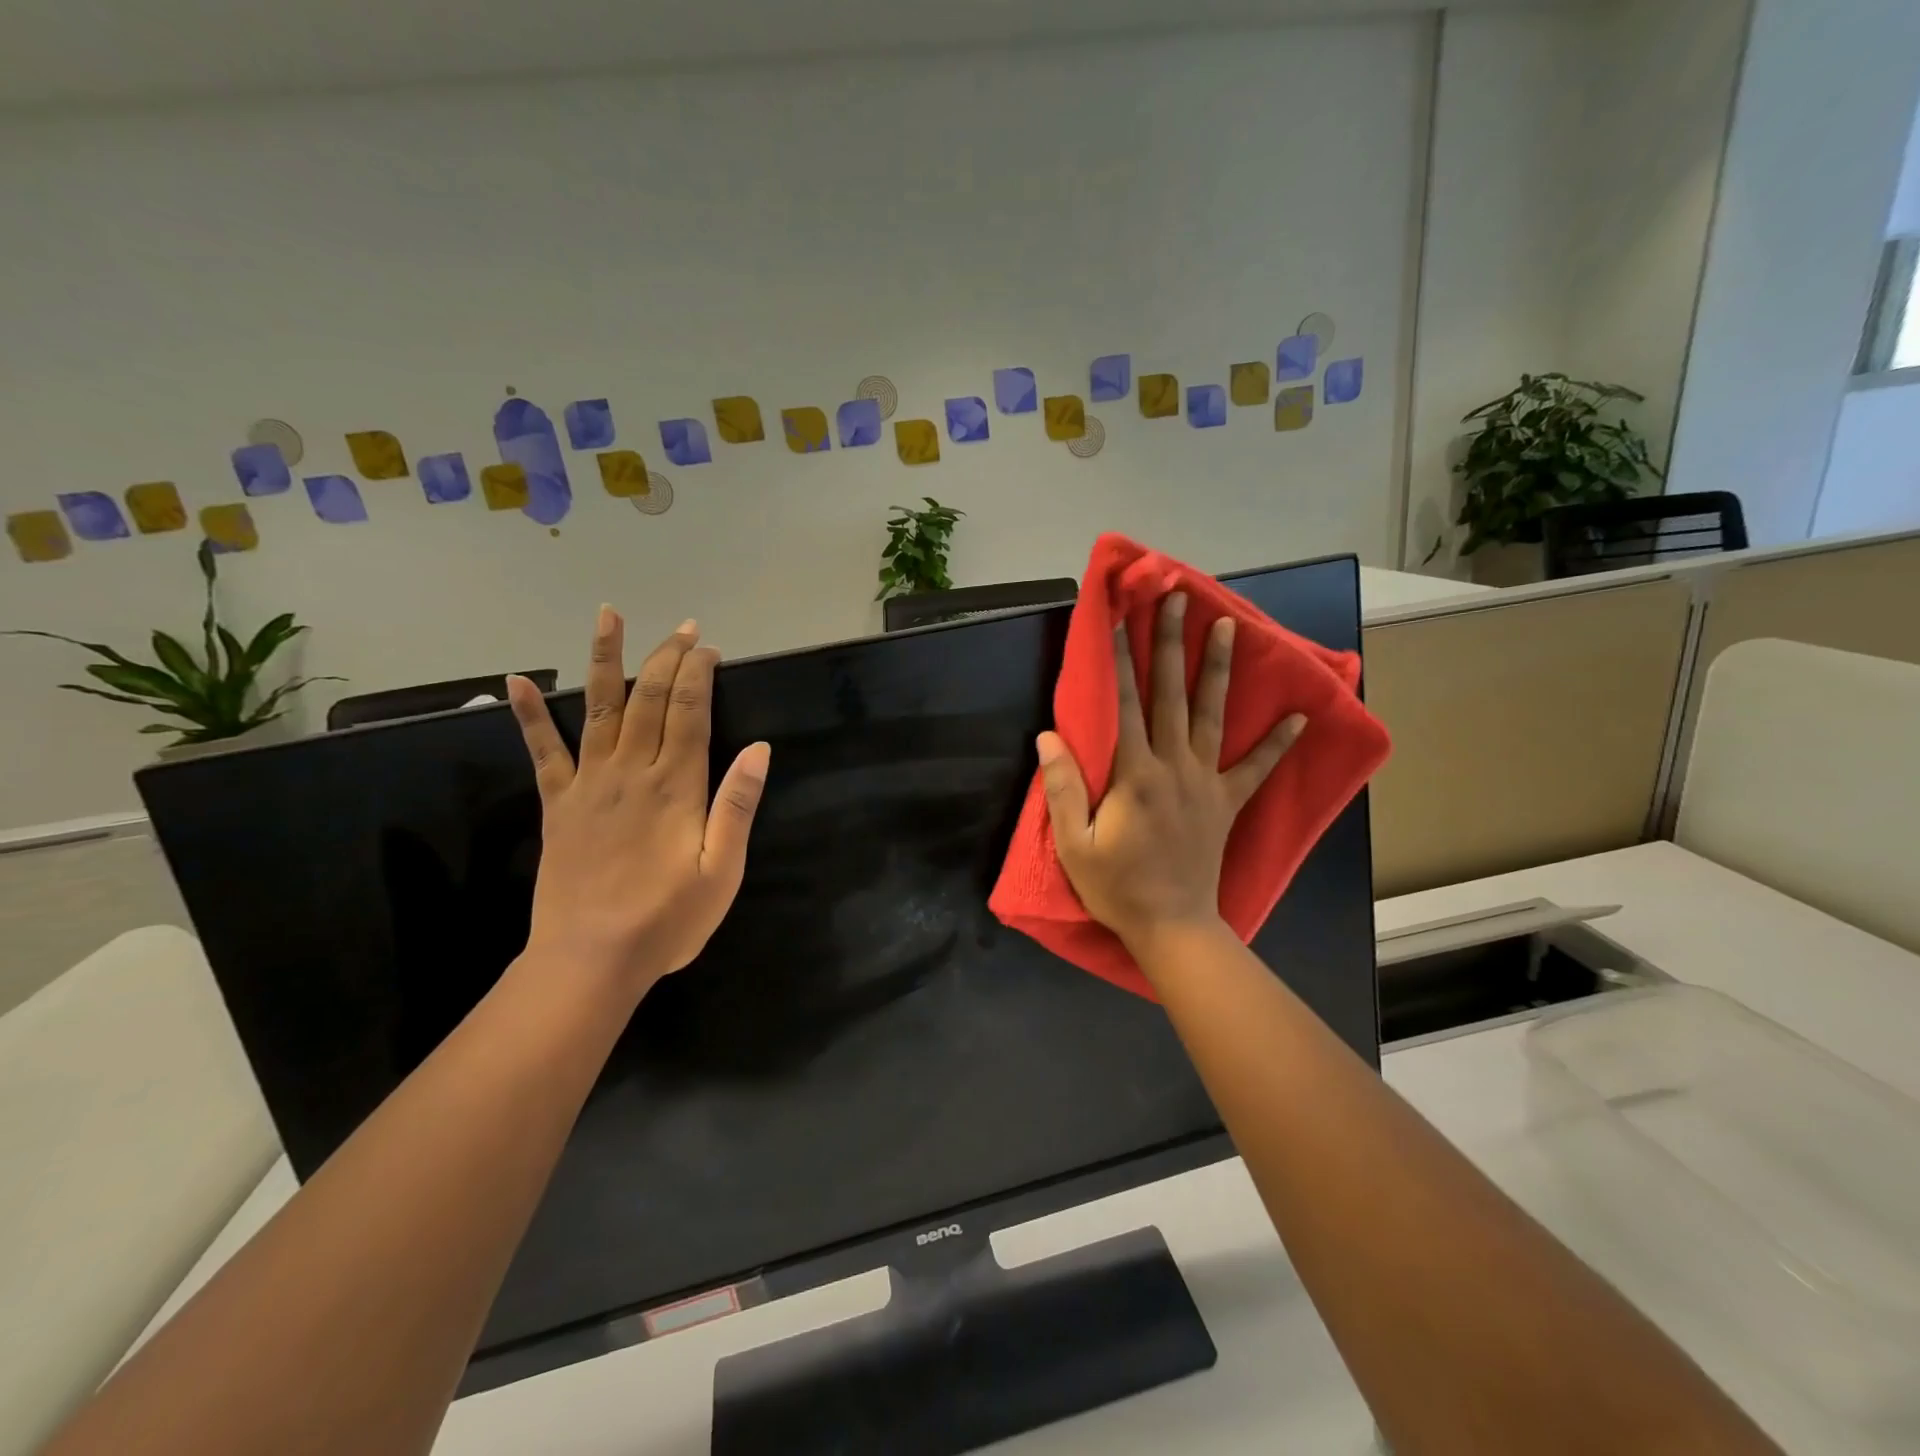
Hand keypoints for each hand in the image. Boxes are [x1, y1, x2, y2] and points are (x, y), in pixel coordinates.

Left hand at [505, 607, 769, 998]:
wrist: (591, 959)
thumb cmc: (668, 919)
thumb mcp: (723, 870)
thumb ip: (738, 805)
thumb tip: (760, 748)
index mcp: (675, 785)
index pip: (690, 711)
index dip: (700, 674)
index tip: (710, 649)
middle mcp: (631, 770)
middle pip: (650, 698)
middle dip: (668, 657)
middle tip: (684, 629)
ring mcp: (589, 783)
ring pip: (598, 707)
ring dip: (605, 659)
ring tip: (607, 616)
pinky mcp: (559, 803)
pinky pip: (542, 750)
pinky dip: (529, 715)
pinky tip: (515, 681)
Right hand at [1037, 591, 1304, 957]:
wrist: (1172, 926)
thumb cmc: (1116, 886)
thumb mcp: (1074, 843)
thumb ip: (1062, 787)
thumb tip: (1048, 736)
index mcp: (1134, 774)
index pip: (1124, 704)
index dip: (1120, 659)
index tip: (1120, 619)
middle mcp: (1174, 766)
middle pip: (1172, 695)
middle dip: (1173, 643)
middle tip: (1178, 600)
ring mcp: (1206, 782)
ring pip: (1214, 715)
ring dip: (1219, 669)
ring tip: (1229, 626)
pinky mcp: (1226, 802)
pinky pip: (1256, 767)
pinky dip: (1278, 742)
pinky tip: (1300, 715)